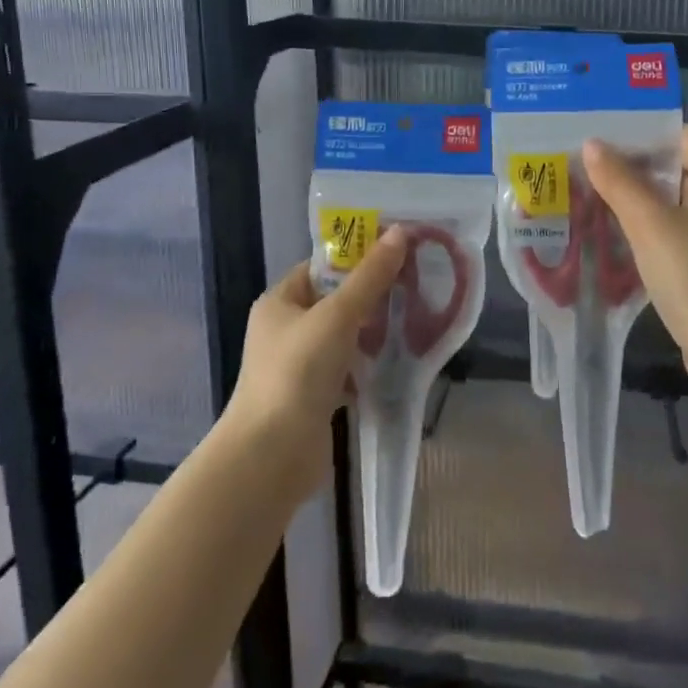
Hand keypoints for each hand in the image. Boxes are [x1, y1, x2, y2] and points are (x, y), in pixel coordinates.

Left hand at [228, 228, 408, 494]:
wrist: (272, 454)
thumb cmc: (298, 372)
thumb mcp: (338, 316)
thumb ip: (370, 276)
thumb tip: (400, 233)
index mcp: (279, 302)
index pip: (321, 267)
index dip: (355, 257)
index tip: (396, 252)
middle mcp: (285, 330)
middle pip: (334, 301)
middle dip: (371, 294)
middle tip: (414, 283)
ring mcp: (298, 365)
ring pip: (343, 337)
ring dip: (373, 331)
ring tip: (414, 316)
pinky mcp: (314, 396)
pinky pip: (347, 369)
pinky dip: (369, 364)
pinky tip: (399, 359)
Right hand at [584, 126, 687, 396]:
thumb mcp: (651, 225)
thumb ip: (620, 183)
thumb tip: (593, 144)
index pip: (686, 136)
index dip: (649, 132)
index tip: (607, 138)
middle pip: (675, 171)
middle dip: (632, 168)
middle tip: (587, 167)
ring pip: (669, 207)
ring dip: (633, 202)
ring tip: (588, 198)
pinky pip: (669, 238)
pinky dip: (643, 234)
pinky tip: (610, 240)